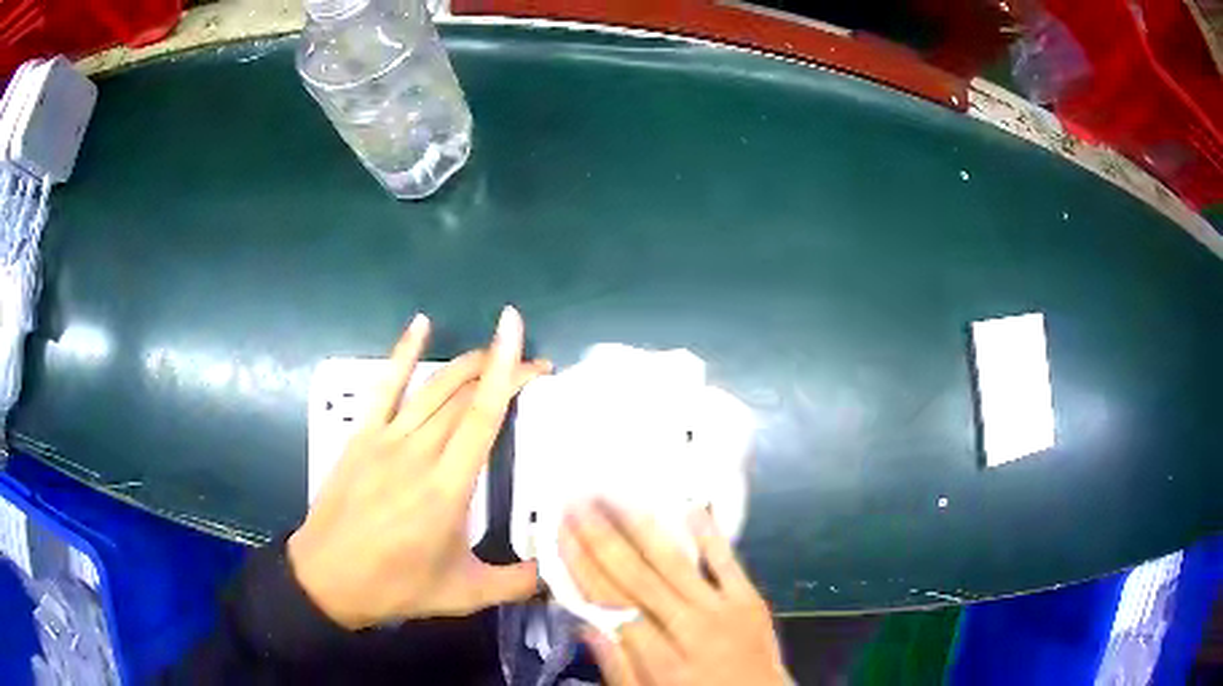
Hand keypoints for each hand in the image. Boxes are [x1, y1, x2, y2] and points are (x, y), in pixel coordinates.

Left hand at [288, 307, 548, 628]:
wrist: (328, 578)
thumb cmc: (396, 585)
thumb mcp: (463, 594)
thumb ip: (517, 583)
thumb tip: (559, 571)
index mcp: (447, 488)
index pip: (484, 418)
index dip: (509, 377)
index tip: (532, 353)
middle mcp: (418, 453)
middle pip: (465, 396)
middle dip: (502, 371)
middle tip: (535, 368)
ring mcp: (386, 439)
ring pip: (434, 387)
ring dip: (468, 363)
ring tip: (495, 350)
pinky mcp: (362, 435)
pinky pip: (385, 386)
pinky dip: (404, 352)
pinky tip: (421, 324)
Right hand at [562, 503, 790, 685]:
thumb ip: (616, 666)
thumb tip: (586, 623)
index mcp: (659, 659)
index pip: (611, 603)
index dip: (582, 566)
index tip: (562, 535)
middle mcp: (688, 628)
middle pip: (636, 577)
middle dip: (602, 536)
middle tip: (578, 502)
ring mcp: (723, 610)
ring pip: (674, 563)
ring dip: (640, 527)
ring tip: (614, 497)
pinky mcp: (750, 600)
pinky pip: (727, 562)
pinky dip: (708, 534)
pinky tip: (688, 507)